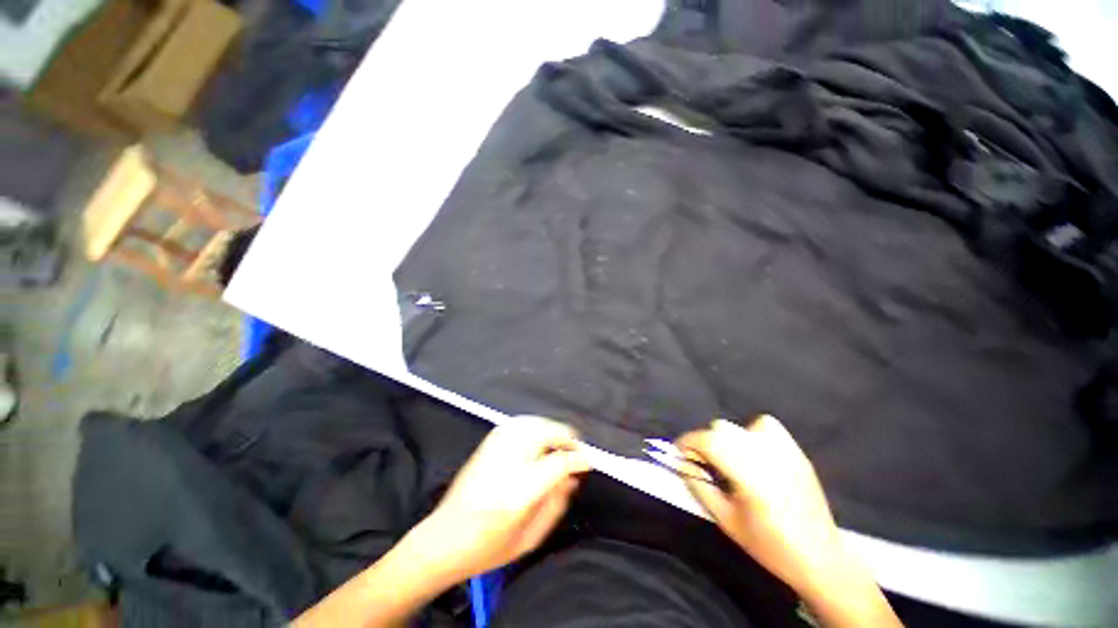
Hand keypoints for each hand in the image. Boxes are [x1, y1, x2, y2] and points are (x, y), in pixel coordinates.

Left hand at [405, 416, 588, 584]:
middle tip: (576, 451)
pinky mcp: (488, 442)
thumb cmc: (488, 547)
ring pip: (533, 422)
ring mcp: (496, 447)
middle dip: (567, 438)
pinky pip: (519, 422)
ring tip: (561, 442)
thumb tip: (573, 477)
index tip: (589, 461)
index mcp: (519, 490)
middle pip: (546, 433)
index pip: (559, 462)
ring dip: (552, 429)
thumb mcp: (529, 539)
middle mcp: (508, 460)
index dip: (578, 459)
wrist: (442, 538)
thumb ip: (556, 505)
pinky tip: (539, 434)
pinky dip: (535, 424)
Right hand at [676, 415, 847, 596]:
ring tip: (730, 459)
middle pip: (722, 429)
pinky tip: (754, 453)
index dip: (688, 441)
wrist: (821, 557)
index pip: (709, 441)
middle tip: (703, 463)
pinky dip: (751, 433)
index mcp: (750, 475)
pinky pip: (765, 426)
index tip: (678, 451)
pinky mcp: (796, 451)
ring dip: (727, 439)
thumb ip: (700, 486)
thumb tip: (682, 463)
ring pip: (741, 425)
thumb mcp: (726, 521)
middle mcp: (767, 456)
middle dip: (705, 443)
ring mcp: (785, 451)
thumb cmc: (769, 545)